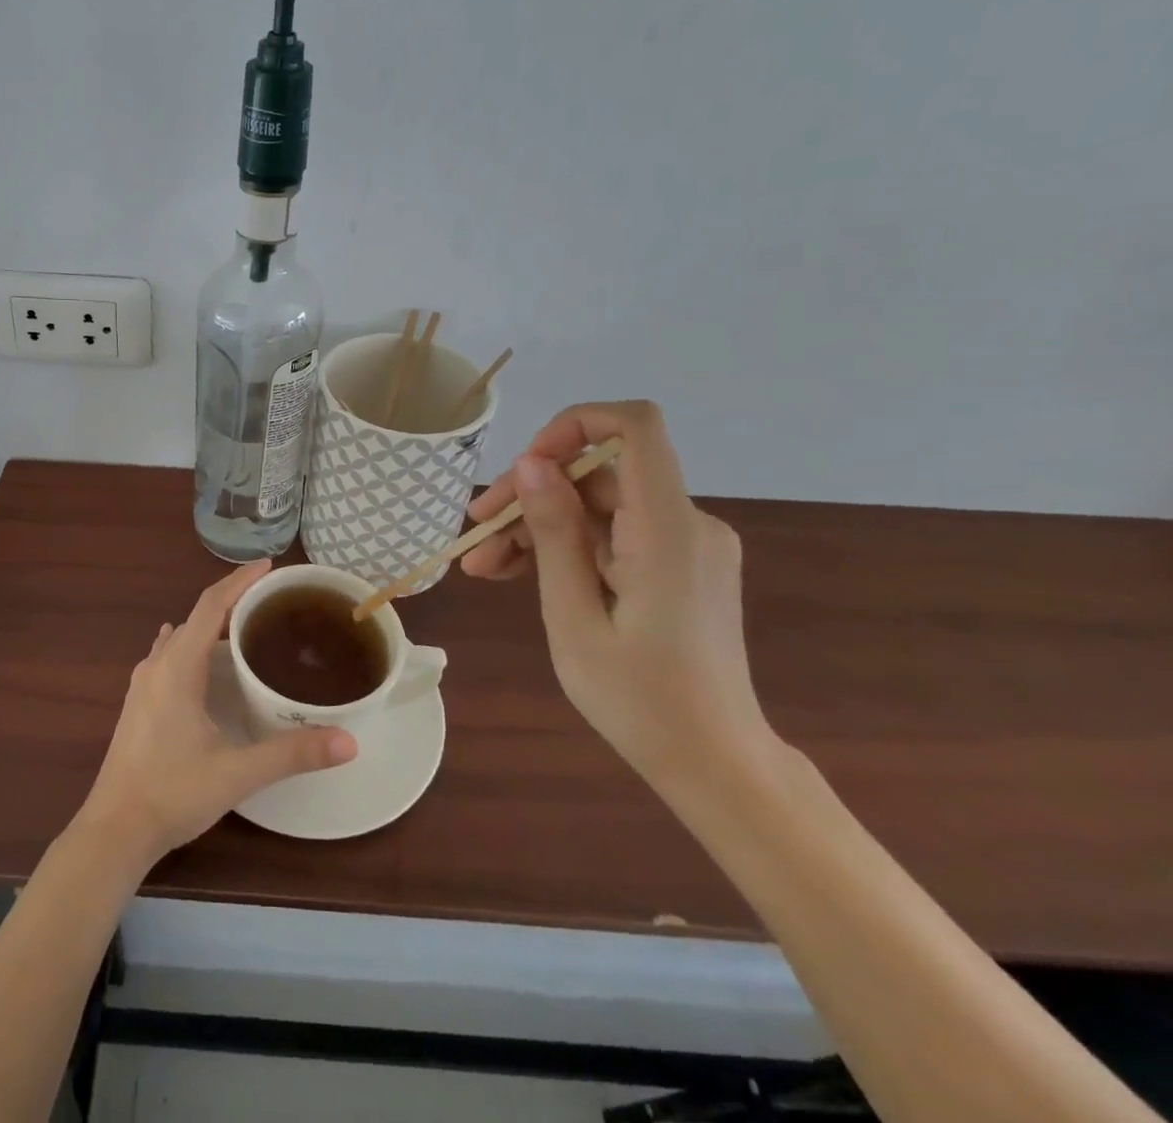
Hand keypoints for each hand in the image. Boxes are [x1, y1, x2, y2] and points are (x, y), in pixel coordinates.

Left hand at [73, 560, 356, 871]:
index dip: (239, 581)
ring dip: (209, 624)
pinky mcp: (138, 703)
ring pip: (179, 636)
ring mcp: (142, 684)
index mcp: (178, 666)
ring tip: (244, 626)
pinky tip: (203, 662)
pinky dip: (192, 645)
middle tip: (270, 600)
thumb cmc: (173, 792)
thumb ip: (292, 753)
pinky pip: (168, 655)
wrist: (114, 829)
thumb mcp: (238, 772)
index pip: (210, 605)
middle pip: (196, 616)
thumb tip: (349, 742)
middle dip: (231, 600)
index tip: (269, 566)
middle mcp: (157, 664)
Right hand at [461, 401, 776, 787]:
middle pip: (599, 475)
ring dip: (540, 529)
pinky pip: (616, 536)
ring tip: (486, 569)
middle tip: (475, 537)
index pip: (635, 427)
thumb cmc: (640, 701)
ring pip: (600, 508)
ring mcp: (687, 545)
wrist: (717, 766)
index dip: (574, 425)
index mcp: (668, 529)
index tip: (525, 467)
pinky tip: (522, 575)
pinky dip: (569, 548)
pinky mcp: (681, 565)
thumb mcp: (574, 617)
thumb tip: (530, 463)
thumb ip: (554, 533)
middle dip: (532, 497)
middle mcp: (688, 523)